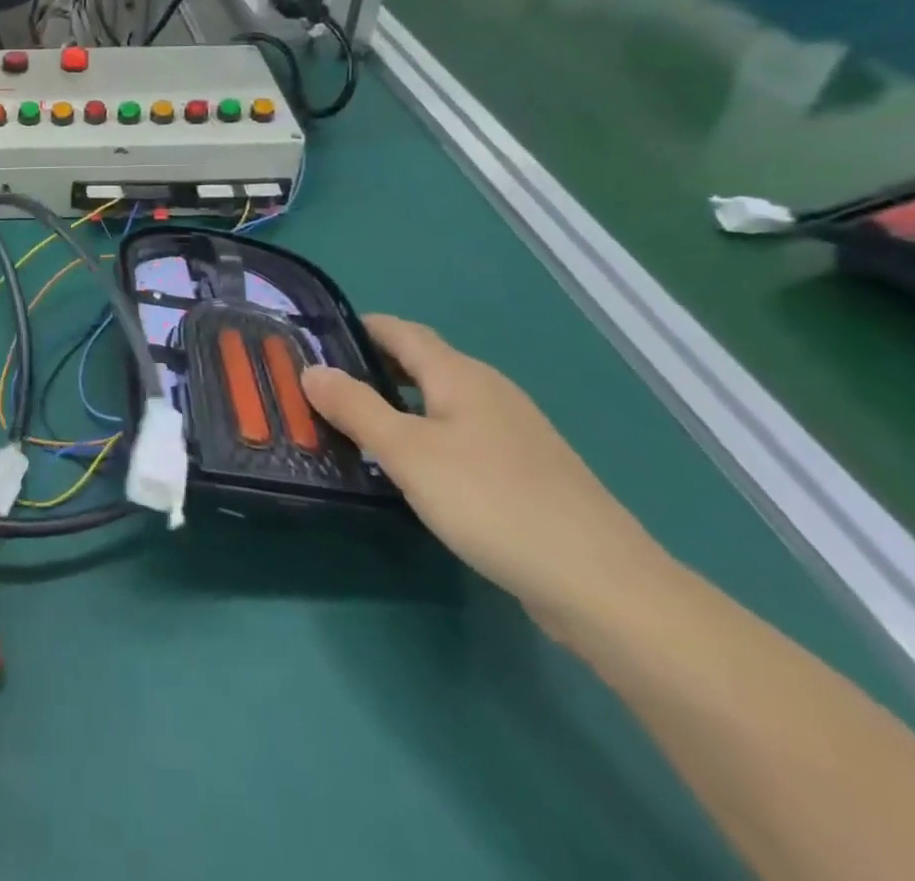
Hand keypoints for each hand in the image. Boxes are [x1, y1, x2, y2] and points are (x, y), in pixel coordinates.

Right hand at [303, 317, 670, 633]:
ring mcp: (511, 431)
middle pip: (418, 363)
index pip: (398, 330)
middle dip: (368, 369)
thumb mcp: (408, 453)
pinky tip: (409, 471)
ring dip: (394, 405)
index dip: (355, 328)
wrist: (603, 585)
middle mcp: (487, 391)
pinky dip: (423, 436)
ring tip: (352, 429)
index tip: (311, 342)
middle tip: (320, 390)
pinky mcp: (523, 470)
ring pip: (438, 402)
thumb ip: (355, 408)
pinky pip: (457, 435)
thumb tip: (311, 369)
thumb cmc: (493, 502)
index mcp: (459, 374)